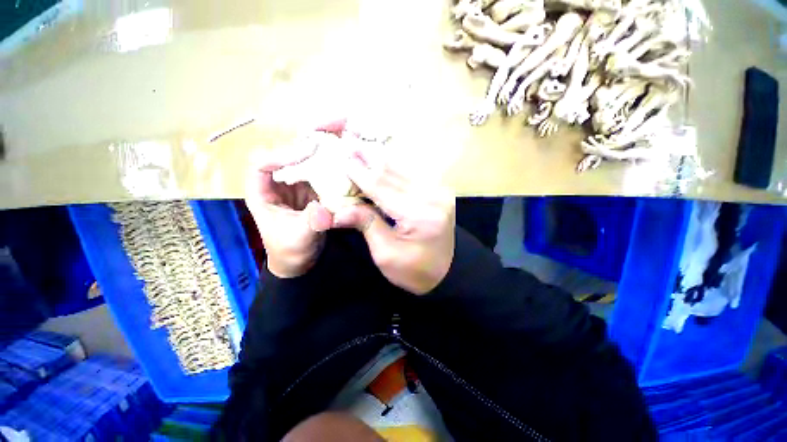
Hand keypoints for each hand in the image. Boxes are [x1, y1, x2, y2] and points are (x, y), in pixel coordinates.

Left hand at [245, 124, 344, 277]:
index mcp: (263, 191)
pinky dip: (338, 158)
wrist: (302, 259)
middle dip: (312, 135)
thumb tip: (323, 210)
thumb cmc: (290, 249)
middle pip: (291, 150)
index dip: (283, 153)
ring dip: (328, 142)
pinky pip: (326, 167)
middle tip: (338, 123)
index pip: (263, 162)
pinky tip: (352, 152)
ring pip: (310, 155)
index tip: (309, 151)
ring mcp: (300, 181)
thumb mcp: (298, 239)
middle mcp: (280, 180)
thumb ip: (310, 224)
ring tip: (348, 130)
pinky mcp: (316, 186)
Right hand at [331, 150, 455, 294]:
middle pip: (393, 173)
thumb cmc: (413, 270)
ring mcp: (439, 191)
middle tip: (348, 141)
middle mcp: (432, 197)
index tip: (342, 158)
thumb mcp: (386, 254)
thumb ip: (366, 225)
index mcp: (419, 215)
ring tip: (362, 143)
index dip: (360, 173)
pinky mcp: (440, 191)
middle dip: (369, 158)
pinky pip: (413, 173)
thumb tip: (337, 210)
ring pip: (403, 168)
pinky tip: (382, 156)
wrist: (446, 272)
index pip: (382, 188)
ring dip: (381, 157)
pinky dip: (395, 165)